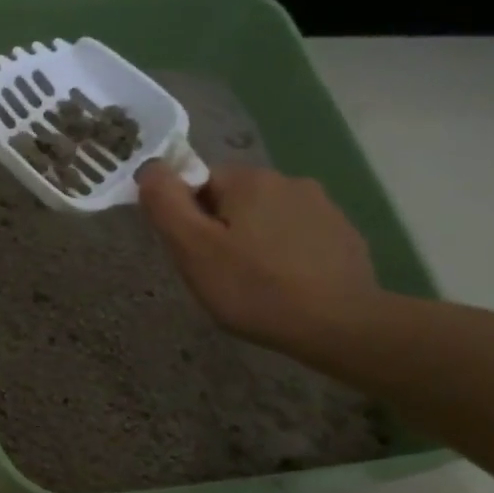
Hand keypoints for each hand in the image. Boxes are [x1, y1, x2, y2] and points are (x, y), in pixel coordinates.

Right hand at [136, 161, 379, 352]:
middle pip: (234, 199)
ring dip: (253, 240)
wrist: (339, 324)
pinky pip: (297, 235)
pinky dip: (283, 254)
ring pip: (267, 217)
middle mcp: (289, 180)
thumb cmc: (253, 288)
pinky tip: (284, 285)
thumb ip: (166, 203)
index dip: (188, 217)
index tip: (193, 253)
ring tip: (253, 282)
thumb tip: (150, 167)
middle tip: (218, 272)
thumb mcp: (193, 249)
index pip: (200, 182)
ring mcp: (323, 207)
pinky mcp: (343, 234)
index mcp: (249, 180)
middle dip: (220, 229)